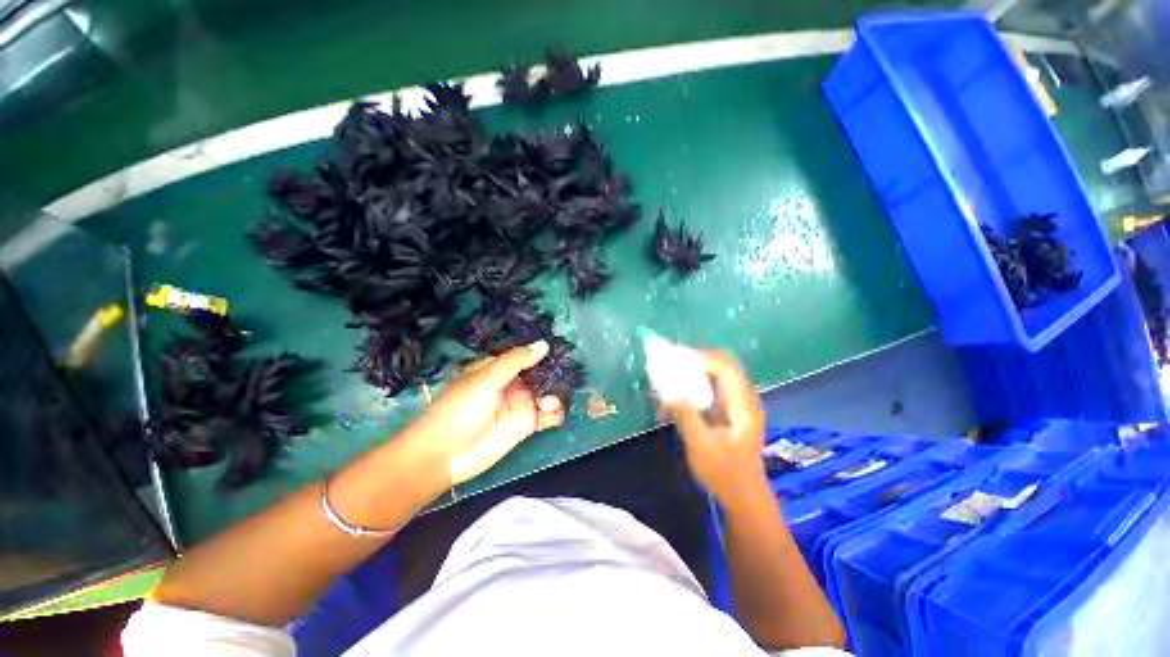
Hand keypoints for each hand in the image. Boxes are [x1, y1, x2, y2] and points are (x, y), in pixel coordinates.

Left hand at [414, 340, 565, 485]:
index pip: (524, 356)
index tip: (561, 349)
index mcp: (498, 369)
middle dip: (553, 375)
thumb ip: (515, 361)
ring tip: (553, 401)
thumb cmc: (460, 409)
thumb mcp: (486, 379)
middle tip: (569, 376)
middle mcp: (511, 384)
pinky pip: (546, 416)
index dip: (541, 353)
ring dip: (555, 395)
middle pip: (539, 375)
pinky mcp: (525, 425)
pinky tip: (557, 414)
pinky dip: (555, 414)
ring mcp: (519, 404)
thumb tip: (543, 344)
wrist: (444, 454)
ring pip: (546, 394)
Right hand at [667, 348, 767, 505]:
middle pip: (722, 364)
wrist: (742, 497)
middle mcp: (742, 398)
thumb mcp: (701, 446)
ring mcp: (736, 404)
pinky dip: (694, 383)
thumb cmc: (725, 474)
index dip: (701, 357)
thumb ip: (686, 416)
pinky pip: (711, 387)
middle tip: (671, 360)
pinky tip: (677, 392)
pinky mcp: (727, 411)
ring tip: (671, 371)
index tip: (675, 356)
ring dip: (694, 369)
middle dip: (696, 359)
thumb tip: (668, 392)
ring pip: (717, 373)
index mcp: (743, 404)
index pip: (725, 367)